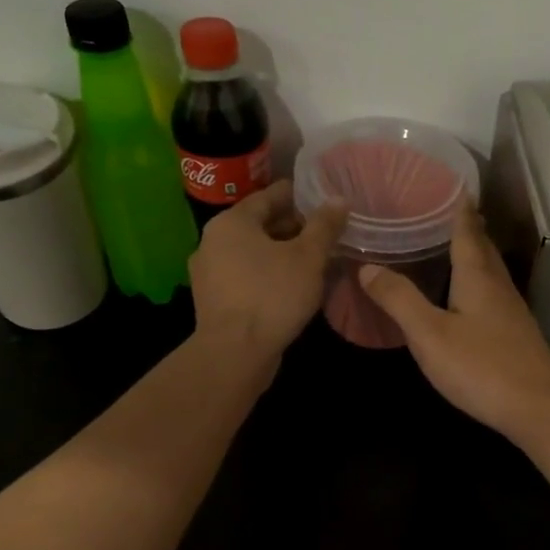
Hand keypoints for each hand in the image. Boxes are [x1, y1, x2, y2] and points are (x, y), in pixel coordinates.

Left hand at [191, 180, 347, 356]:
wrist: (234, 354)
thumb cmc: (272, 295)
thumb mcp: (308, 257)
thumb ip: (324, 226)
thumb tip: (338, 198)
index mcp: (232, 222)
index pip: (269, 196)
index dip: (298, 195)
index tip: (322, 197)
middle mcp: (213, 241)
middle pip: (259, 224)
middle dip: (293, 227)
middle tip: (326, 232)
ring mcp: (210, 273)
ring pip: (253, 253)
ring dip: (282, 253)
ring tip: (315, 259)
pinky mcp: (215, 301)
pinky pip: (247, 276)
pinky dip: (269, 274)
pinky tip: (293, 285)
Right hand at [358, 202, 549, 444]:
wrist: (538, 409)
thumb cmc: (481, 367)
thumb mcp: (430, 335)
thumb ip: (399, 299)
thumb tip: (368, 266)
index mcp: (478, 277)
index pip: (467, 231)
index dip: (459, 209)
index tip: (452, 185)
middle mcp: (499, 287)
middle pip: (483, 248)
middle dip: (468, 228)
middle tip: (447, 210)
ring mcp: (512, 311)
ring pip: (491, 271)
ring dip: (475, 254)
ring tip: (454, 245)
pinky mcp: (516, 334)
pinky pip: (493, 293)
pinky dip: (478, 281)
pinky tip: (469, 296)